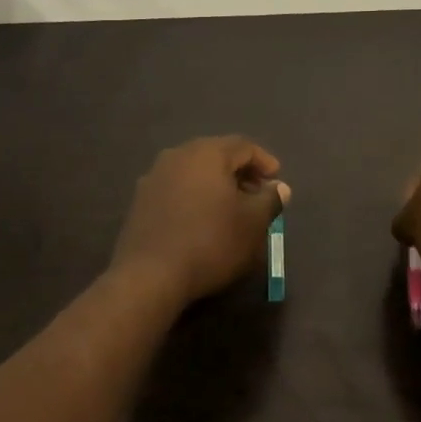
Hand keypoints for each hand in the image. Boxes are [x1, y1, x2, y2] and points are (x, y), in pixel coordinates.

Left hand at [111, 136, 290, 305]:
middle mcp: (177, 155)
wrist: (151, 275)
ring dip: (216, 185)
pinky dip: (194, 197)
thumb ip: (269, 200)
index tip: (276, 181)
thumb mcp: (253, 223)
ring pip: (194, 172)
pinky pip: (176, 189)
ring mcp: (154, 177)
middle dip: (240, 172)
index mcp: (207, 153)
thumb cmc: (211, 242)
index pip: (243, 146)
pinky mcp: (141, 201)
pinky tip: (202, 220)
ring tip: (231, 208)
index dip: (264, 161)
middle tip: (257, 194)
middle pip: (216, 155)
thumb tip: (279, 187)